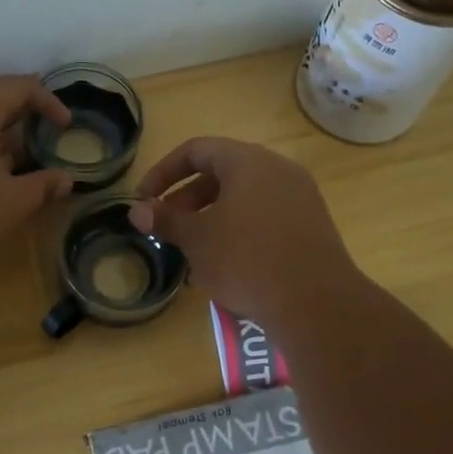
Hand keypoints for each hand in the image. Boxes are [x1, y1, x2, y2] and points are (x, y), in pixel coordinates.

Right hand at [127, 137, 358, 328]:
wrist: (316, 303)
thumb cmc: (247, 260)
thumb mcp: (197, 239)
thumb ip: (166, 219)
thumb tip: (136, 211)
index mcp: (248, 161)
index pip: (196, 150)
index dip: (163, 172)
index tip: (144, 201)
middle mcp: (278, 170)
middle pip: (221, 173)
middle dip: (187, 200)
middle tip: (167, 228)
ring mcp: (299, 198)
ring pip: (243, 199)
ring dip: (211, 219)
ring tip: (192, 252)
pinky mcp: (311, 226)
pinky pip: (265, 218)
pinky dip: (239, 232)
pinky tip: (226, 266)